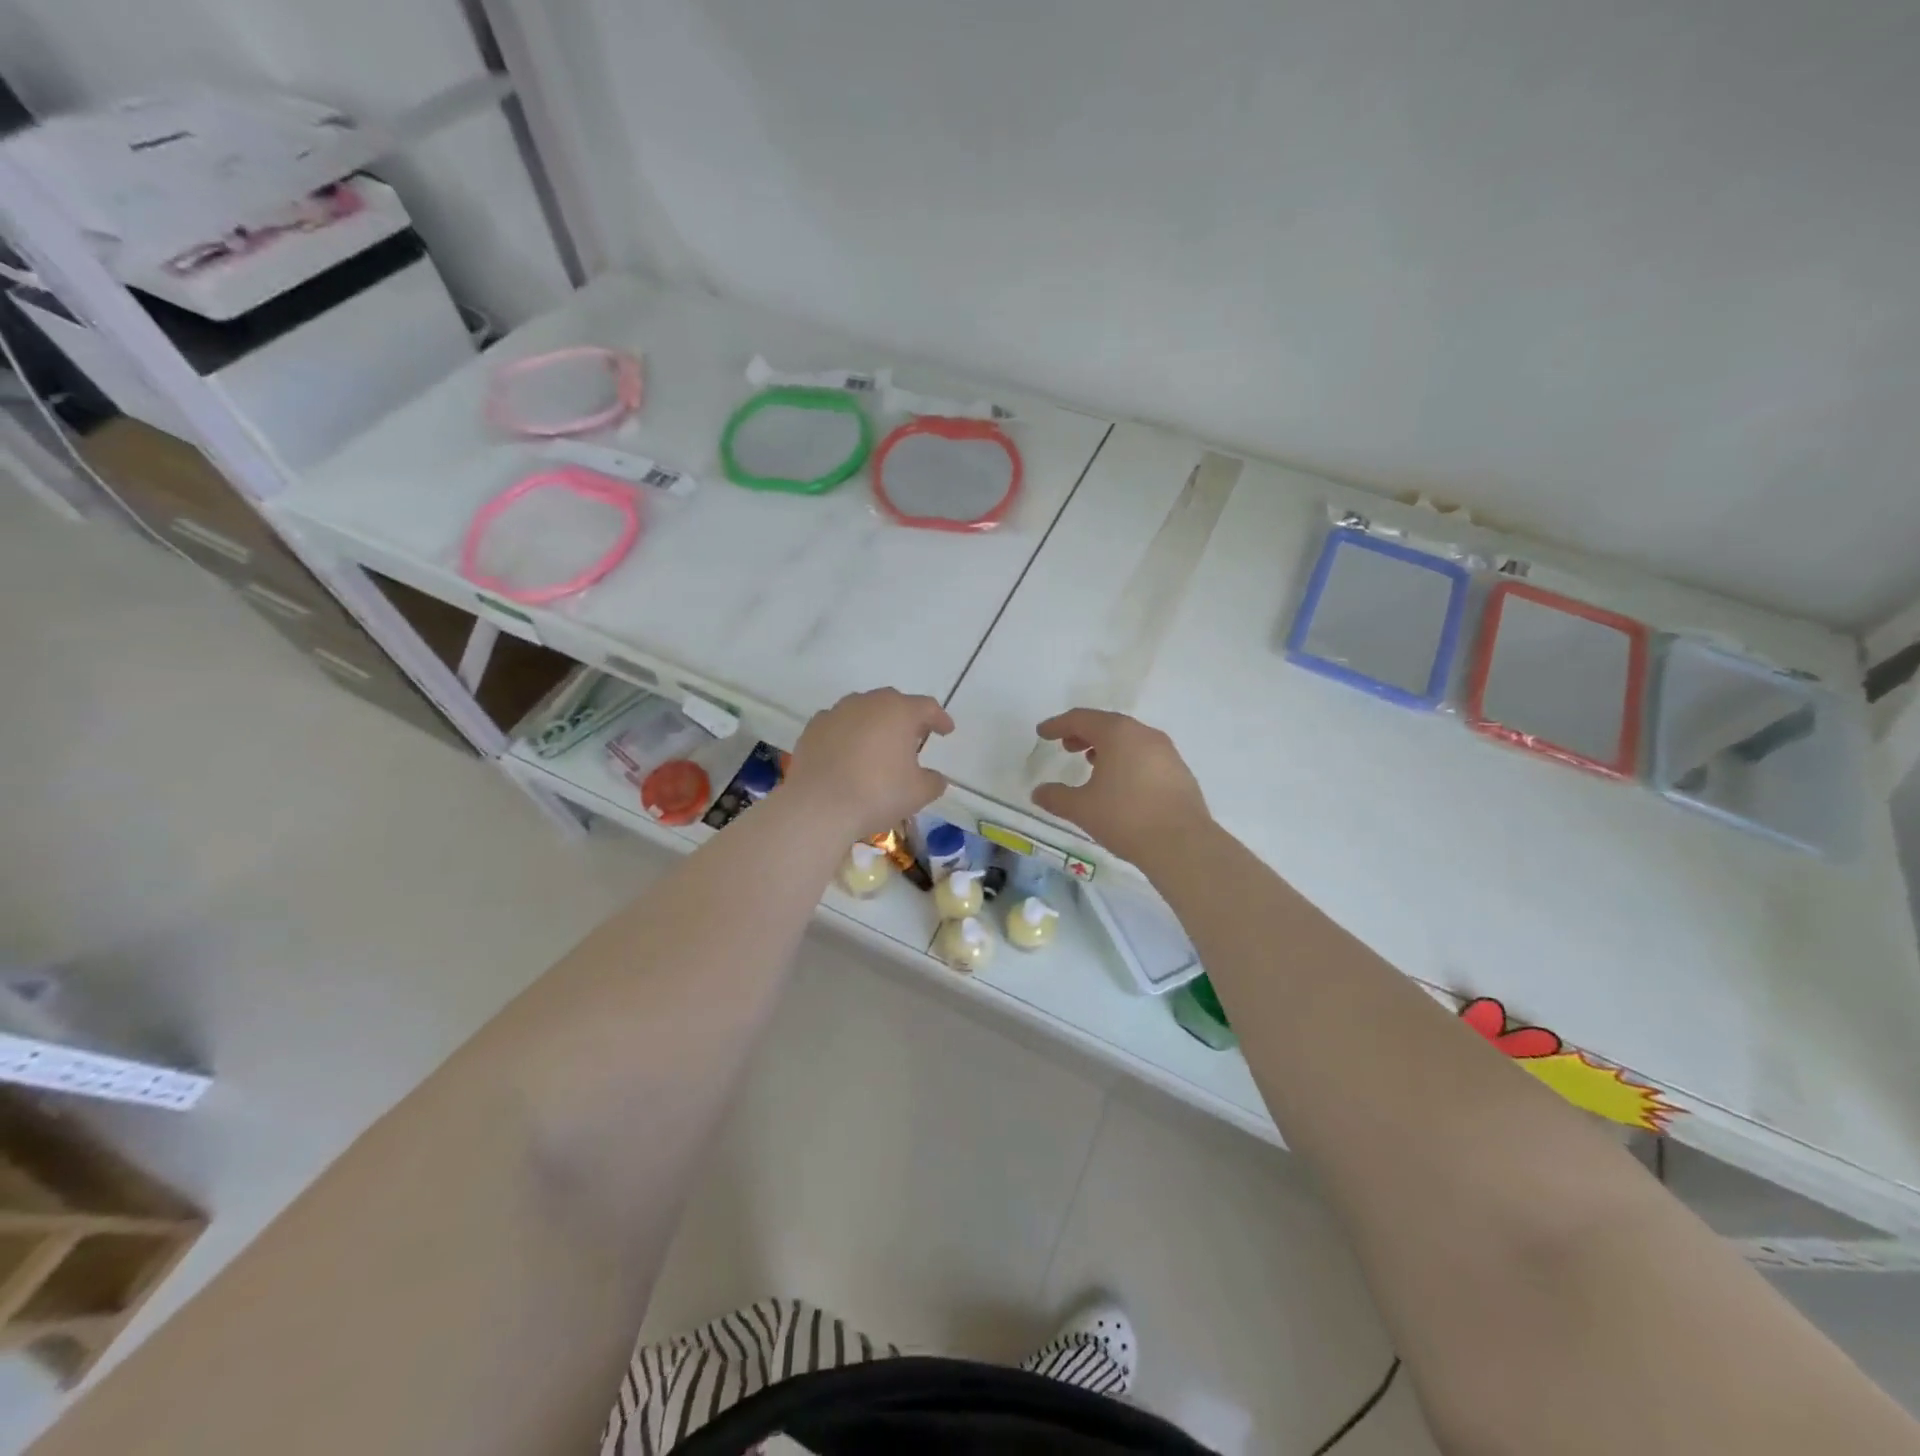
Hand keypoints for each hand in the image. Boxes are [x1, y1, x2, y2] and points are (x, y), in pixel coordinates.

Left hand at [784, 688, 953, 839]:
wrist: (818, 806)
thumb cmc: (877, 794)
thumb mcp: (918, 793)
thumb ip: (933, 781)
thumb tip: (935, 778)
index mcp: (899, 712)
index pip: (927, 707)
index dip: (940, 718)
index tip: (946, 731)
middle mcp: (868, 703)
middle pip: (893, 702)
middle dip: (906, 717)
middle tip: (913, 738)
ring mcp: (836, 712)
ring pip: (863, 710)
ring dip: (875, 723)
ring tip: (878, 746)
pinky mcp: (813, 728)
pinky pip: (838, 724)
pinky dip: (847, 734)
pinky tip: (848, 754)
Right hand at [1031, 708, 1210, 865]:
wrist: (1182, 844)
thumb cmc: (1125, 817)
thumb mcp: (1082, 808)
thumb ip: (1056, 797)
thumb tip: (1038, 792)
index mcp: (1118, 733)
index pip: (1081, 719)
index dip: (1058, 724)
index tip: (1042, 733)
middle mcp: (1144, 734)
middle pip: (1108, 725)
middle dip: (1083, 733)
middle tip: (1066, 746)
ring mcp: (1166, 752)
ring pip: (1129, 740)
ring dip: (1107, 747)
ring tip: (1091, 764)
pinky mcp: (1179, 772)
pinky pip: (1145, 756)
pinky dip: (1127, 760)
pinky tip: (1120, 783)